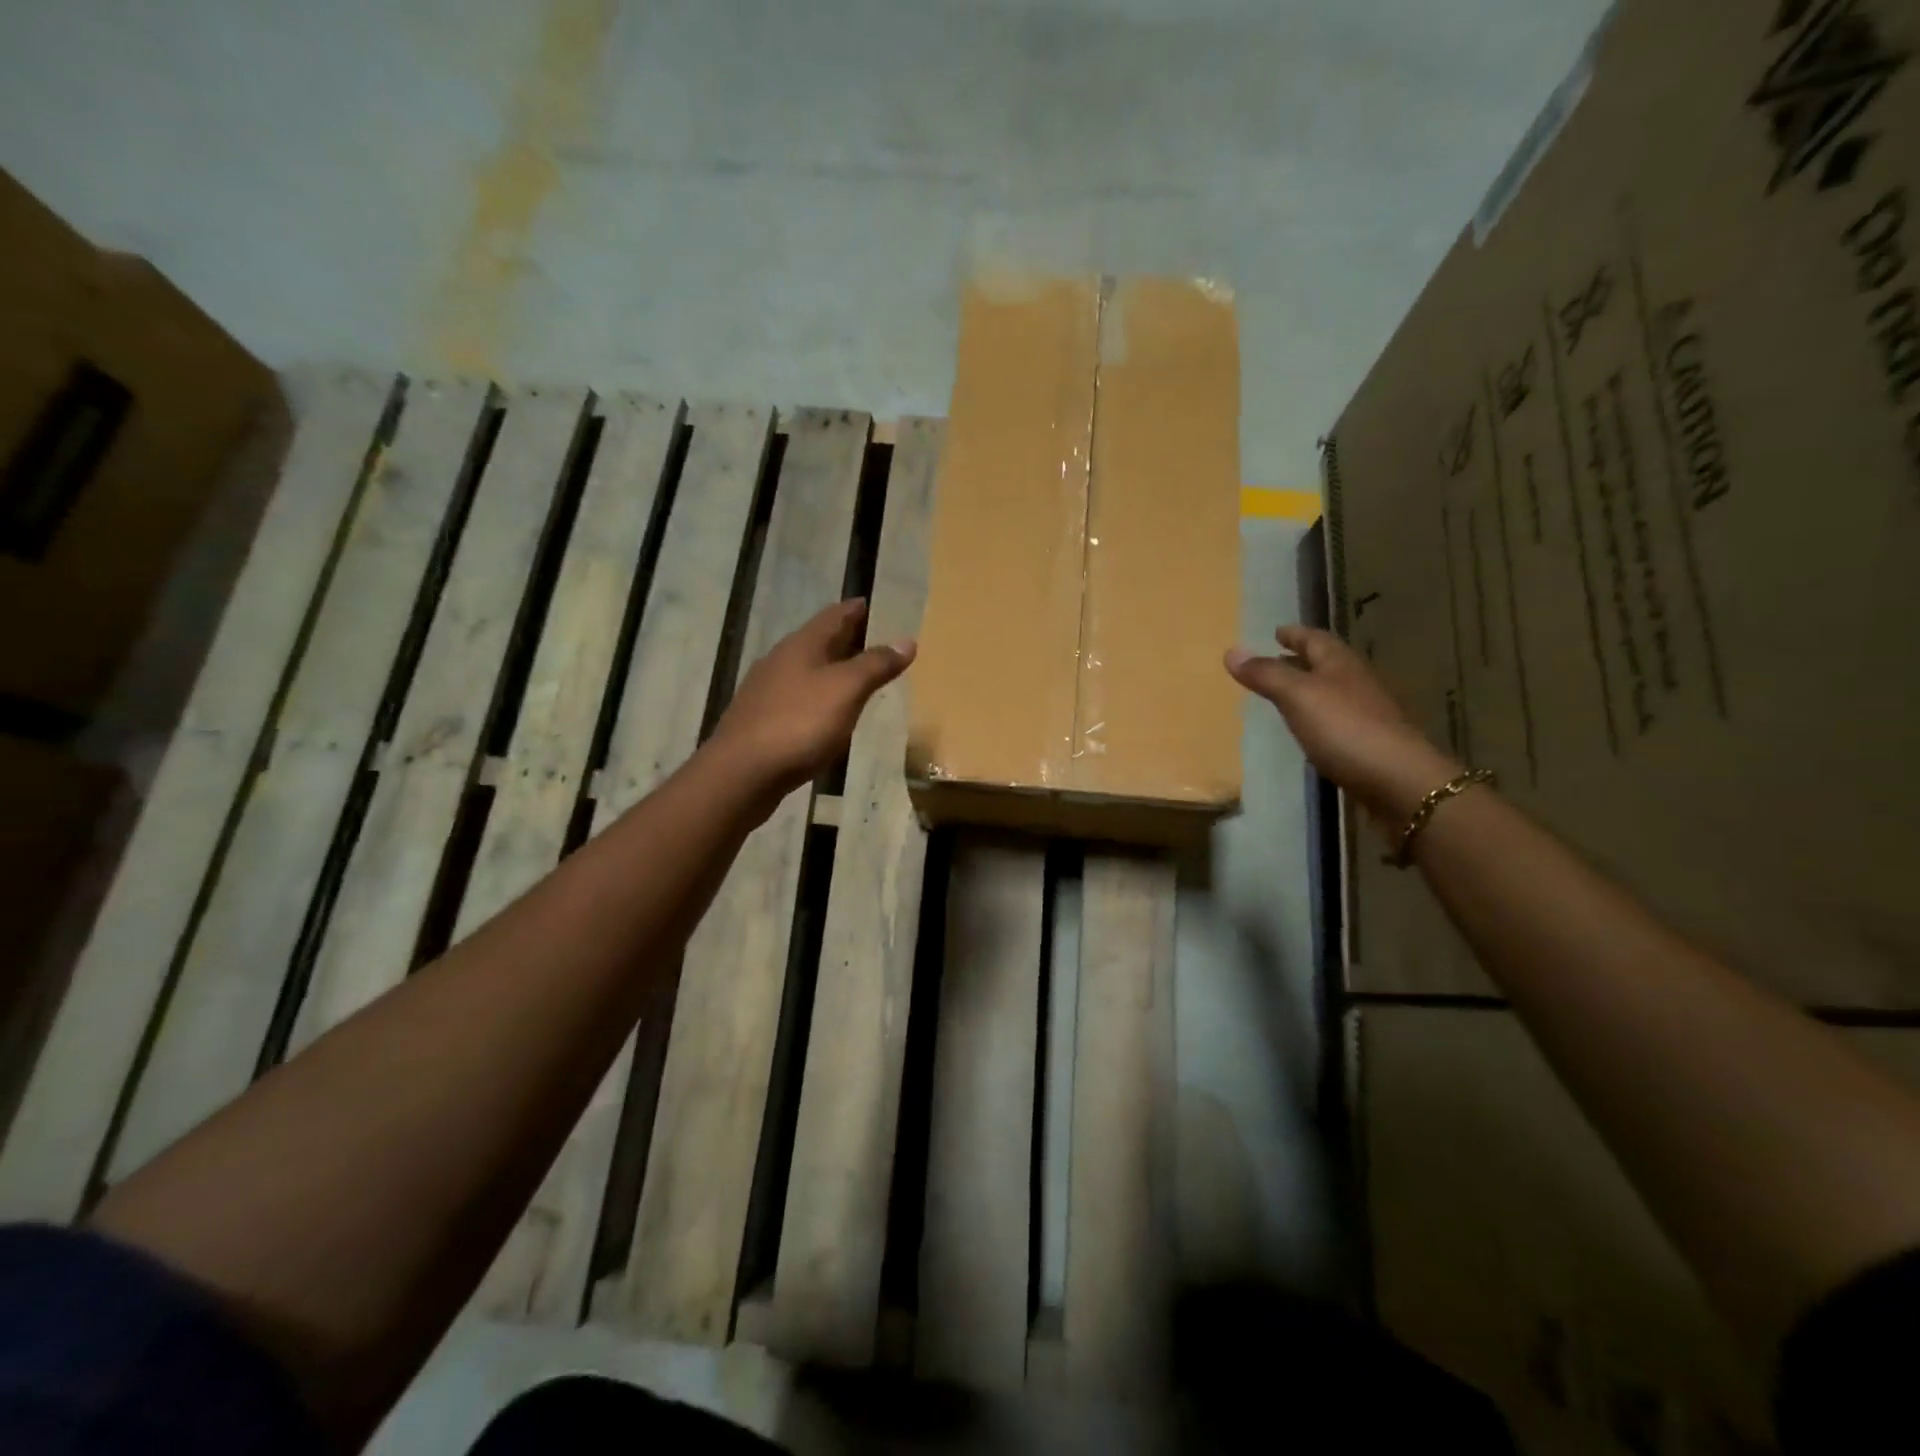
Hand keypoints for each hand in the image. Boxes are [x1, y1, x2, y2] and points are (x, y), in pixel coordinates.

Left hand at [708, 598, 915, 809]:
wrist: (742, 773)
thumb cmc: (799, 723)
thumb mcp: (846, 690)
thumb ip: (876, 665)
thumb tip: (907, 641)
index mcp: (802, 645)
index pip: (835, 615)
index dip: (857, 609)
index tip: (877, 605)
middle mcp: (781, 660)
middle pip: (820, 641)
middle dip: (848, 639)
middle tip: (878, 642)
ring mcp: (767, 691)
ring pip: (807, 670)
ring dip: (833, 669)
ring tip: (859, 677)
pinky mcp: (761, 720)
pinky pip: (798, 697)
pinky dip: (819, 697)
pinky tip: (829, 712)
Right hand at [1226, 626, 1461, 835]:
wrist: (1397, 780)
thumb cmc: (1345, 728)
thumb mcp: (1297, 696)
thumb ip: (1266, 675)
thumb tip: (1232, 651)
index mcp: (1340, 664)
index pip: (1315, 639)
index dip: (1295, 634)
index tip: (1277, 631)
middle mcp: (1356, 682)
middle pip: (1326, 663)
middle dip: (1301, 659)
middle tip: (1277, 658)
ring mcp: (1366, 712)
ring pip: (1332, 690)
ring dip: (1309, 687)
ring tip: (1285, 692)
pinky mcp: (1368, 741)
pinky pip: (1337, 718)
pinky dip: (1318, 714)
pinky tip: (1307, 728)